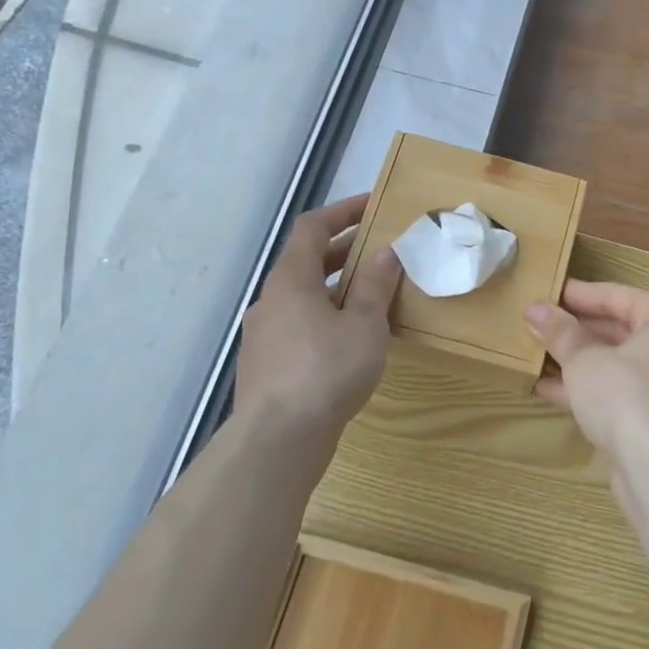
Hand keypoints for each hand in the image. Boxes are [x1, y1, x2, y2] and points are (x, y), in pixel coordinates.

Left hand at [231, 195, 402, 447]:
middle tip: (378, 251)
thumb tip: (385, 252)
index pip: (312, 228)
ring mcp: (263, 335)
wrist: (278, 441)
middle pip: (305, 262)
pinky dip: (323, 318)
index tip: (372, 207)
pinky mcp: (264, 366)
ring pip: (301, 297)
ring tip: (369, 297)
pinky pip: (297, 326)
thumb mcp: (364, 324)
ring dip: (334, 288)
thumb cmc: (326, 371)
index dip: (342, 212)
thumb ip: (374, 285)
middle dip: (343, 251)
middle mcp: (270, 300)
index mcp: (291, 280)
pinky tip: (348, 341)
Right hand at [525, 281, 648, 475]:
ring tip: (538, 356)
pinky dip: (591, 390)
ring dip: (580, 362)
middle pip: (621, 330)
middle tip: (540, 325)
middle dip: (578, 331)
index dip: (579, 295)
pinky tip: (550, 391)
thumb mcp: (585, 360)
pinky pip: (622, 393)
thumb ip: (560, 333)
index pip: (619, 296)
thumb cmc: (627, 395)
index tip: (548, 293)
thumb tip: (535, 309)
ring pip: (620, 365)